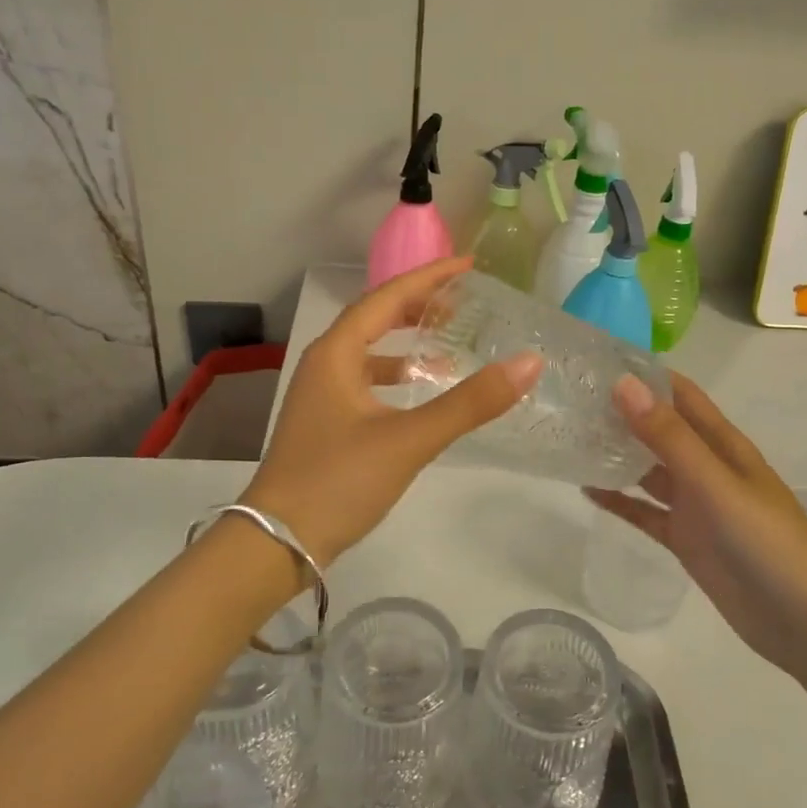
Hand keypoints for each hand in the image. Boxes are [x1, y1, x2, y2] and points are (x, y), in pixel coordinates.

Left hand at [245, 258, 541, 569]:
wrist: (277, 542)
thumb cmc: (338, 481)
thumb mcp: (409, 440)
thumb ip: (469, 403)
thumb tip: (529, 362)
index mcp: (336, 354)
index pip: (386, 297)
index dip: (428, 278)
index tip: (468, 265)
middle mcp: (324, 365)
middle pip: (374, 319)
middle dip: (418, 306)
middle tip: (463, 302)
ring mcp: (320, 395)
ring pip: (368, 353)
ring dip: (406, 343)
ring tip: (448, 345)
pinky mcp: (325, 423)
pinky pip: (365, 382)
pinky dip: (394, 378)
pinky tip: (418, 393)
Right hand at [586, 372, 806, 675]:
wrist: (805, 623)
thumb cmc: (768, 543)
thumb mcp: (715, 484)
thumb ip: (669, 437)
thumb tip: (623, 384)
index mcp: (721, 444)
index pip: (679, 395)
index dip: (644, 374)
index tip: (596, 360)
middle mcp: (706, 467)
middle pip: (658, 429)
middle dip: (620, 411)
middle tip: (569, 398)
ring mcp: (694, 505)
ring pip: (647, 469)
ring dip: (615, 453)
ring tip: (569, 437)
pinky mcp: (684, 539)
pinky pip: (644, 512)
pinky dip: (619, 500)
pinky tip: (586, 490)